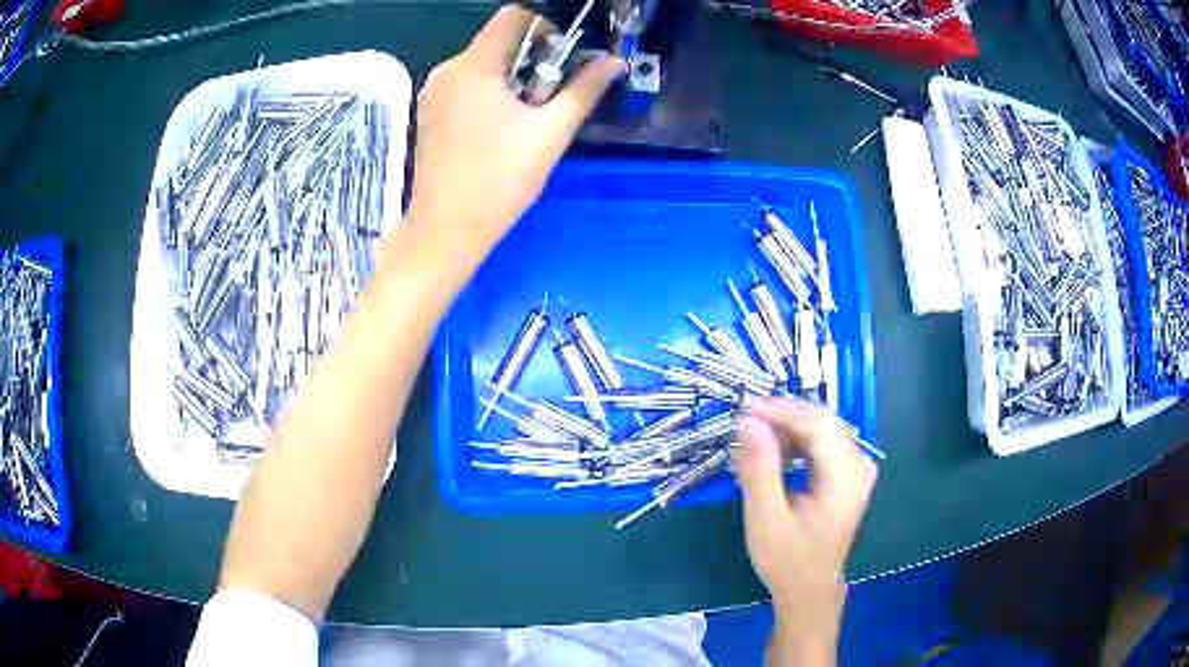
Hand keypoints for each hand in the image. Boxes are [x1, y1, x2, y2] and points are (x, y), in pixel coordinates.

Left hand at [404, 5, 621, 267]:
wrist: (445, 231)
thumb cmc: (499, 181)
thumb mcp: (550, 133)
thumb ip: (583, 90)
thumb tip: (613, 62)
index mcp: (474, 66)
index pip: (513, 15)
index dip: (545, 27)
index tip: (560, 60)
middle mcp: (447, 70)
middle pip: (498, 41)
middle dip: (531, 59)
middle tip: (546, 101)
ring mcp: (433, 92)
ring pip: (482, 65)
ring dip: (512, 79)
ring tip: (524, 121)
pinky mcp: (429, 113)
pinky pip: (466, 85)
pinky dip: (489, 94)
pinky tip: (498, 131)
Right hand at [735, 398, 877, 661]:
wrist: (808, 590)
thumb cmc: (787, 558)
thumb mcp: (766, 517)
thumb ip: (760, 468)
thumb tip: (749, 421)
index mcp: (845, 477)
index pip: (818, 426)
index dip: (782, 412)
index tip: (747, 410)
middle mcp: (858, 467)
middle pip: (825, 423)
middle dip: (786, 416)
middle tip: (748, 421)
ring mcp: (857, 471)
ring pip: (826, 431)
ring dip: (791, 429)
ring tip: (758, 440)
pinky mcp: (849, 478)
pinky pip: (826, 445)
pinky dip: (800, 443)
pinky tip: (779, 454)